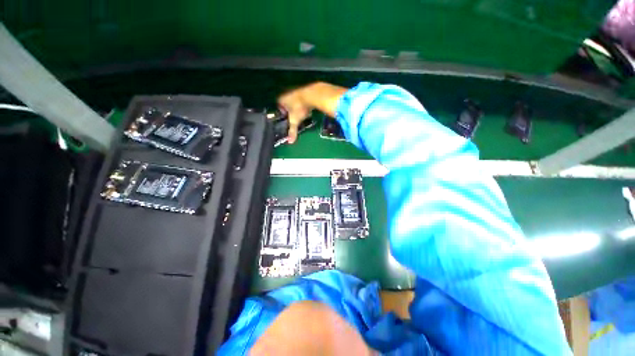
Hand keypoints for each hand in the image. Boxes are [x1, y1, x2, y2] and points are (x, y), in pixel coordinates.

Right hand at [277, 87, 312, 143]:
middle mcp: (287, 93)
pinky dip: (304, 105)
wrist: (312, 95)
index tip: (287, 119)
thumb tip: (290, 141)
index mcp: (281, 100)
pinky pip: (302, 100)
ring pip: (295, 102)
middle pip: (287, 105)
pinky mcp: (305, 91)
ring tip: (302, 114)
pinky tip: (308, 109)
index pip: (279, 108)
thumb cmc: (300, 108)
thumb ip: (292, 131)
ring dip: (298, 108)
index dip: (283, 114)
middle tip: (295, 118)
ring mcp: (296, 91)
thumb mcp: (295, 121)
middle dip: (291, 112)